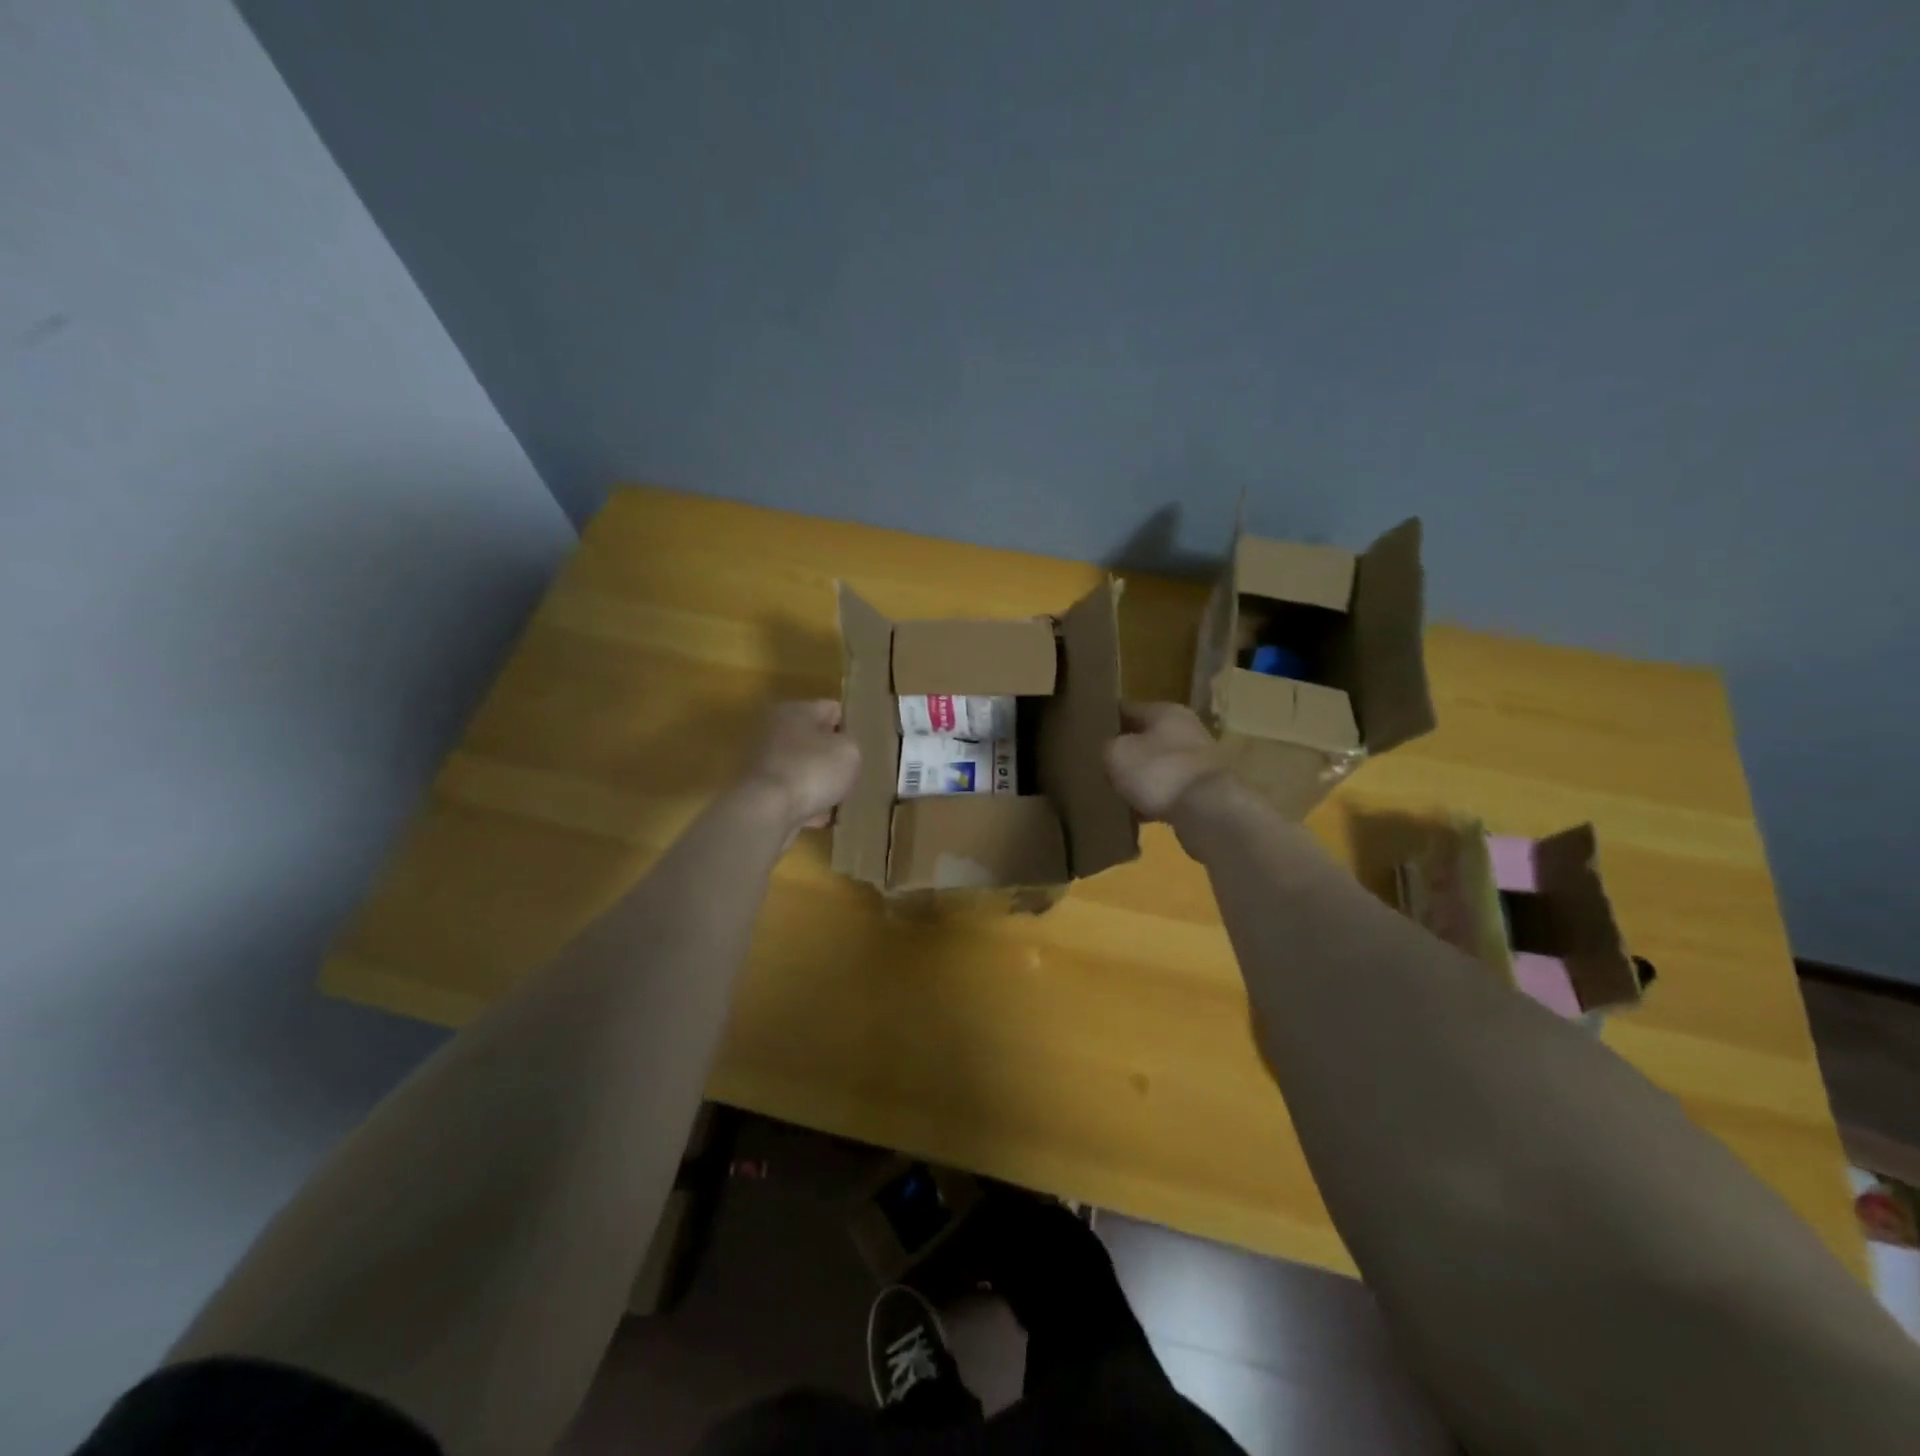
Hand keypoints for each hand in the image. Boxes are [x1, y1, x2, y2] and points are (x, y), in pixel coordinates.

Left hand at [738, 699, 861, 835]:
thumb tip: (841, 749)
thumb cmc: (811, 770)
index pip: (832, 709)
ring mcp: (761, 761)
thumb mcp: (849, 752)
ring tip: (838, 799)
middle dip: (830, 756)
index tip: (862, 747)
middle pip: (812, 739)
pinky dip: (803, 803)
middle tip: (851, 773)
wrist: (765, 811)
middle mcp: (773, 730)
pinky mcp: (756, 791)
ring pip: (800, 768)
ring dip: (817, 781)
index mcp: (795, 710)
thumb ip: (850, 745)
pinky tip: (819, 818)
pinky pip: (789, 793)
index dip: (850, 727)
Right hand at [1104, 702, 1228, 821]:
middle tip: (1102, 769)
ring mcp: (1199, 761)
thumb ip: (1107, 747)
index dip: (1107, 722)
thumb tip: (1111, 751)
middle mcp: (1187, 729)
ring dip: (1141, 779)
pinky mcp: (1204, 790)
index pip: (1127, 709)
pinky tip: (1139, 815)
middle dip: (1126, 754)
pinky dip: (1156, 801)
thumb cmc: (1158, 771)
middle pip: (1146, 739)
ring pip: (1158, 766)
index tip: (1089, 736)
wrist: (1208, 811)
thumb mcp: (1116, 753)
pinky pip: (1170, 791)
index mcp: (1165, 711)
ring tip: (1118, 795)